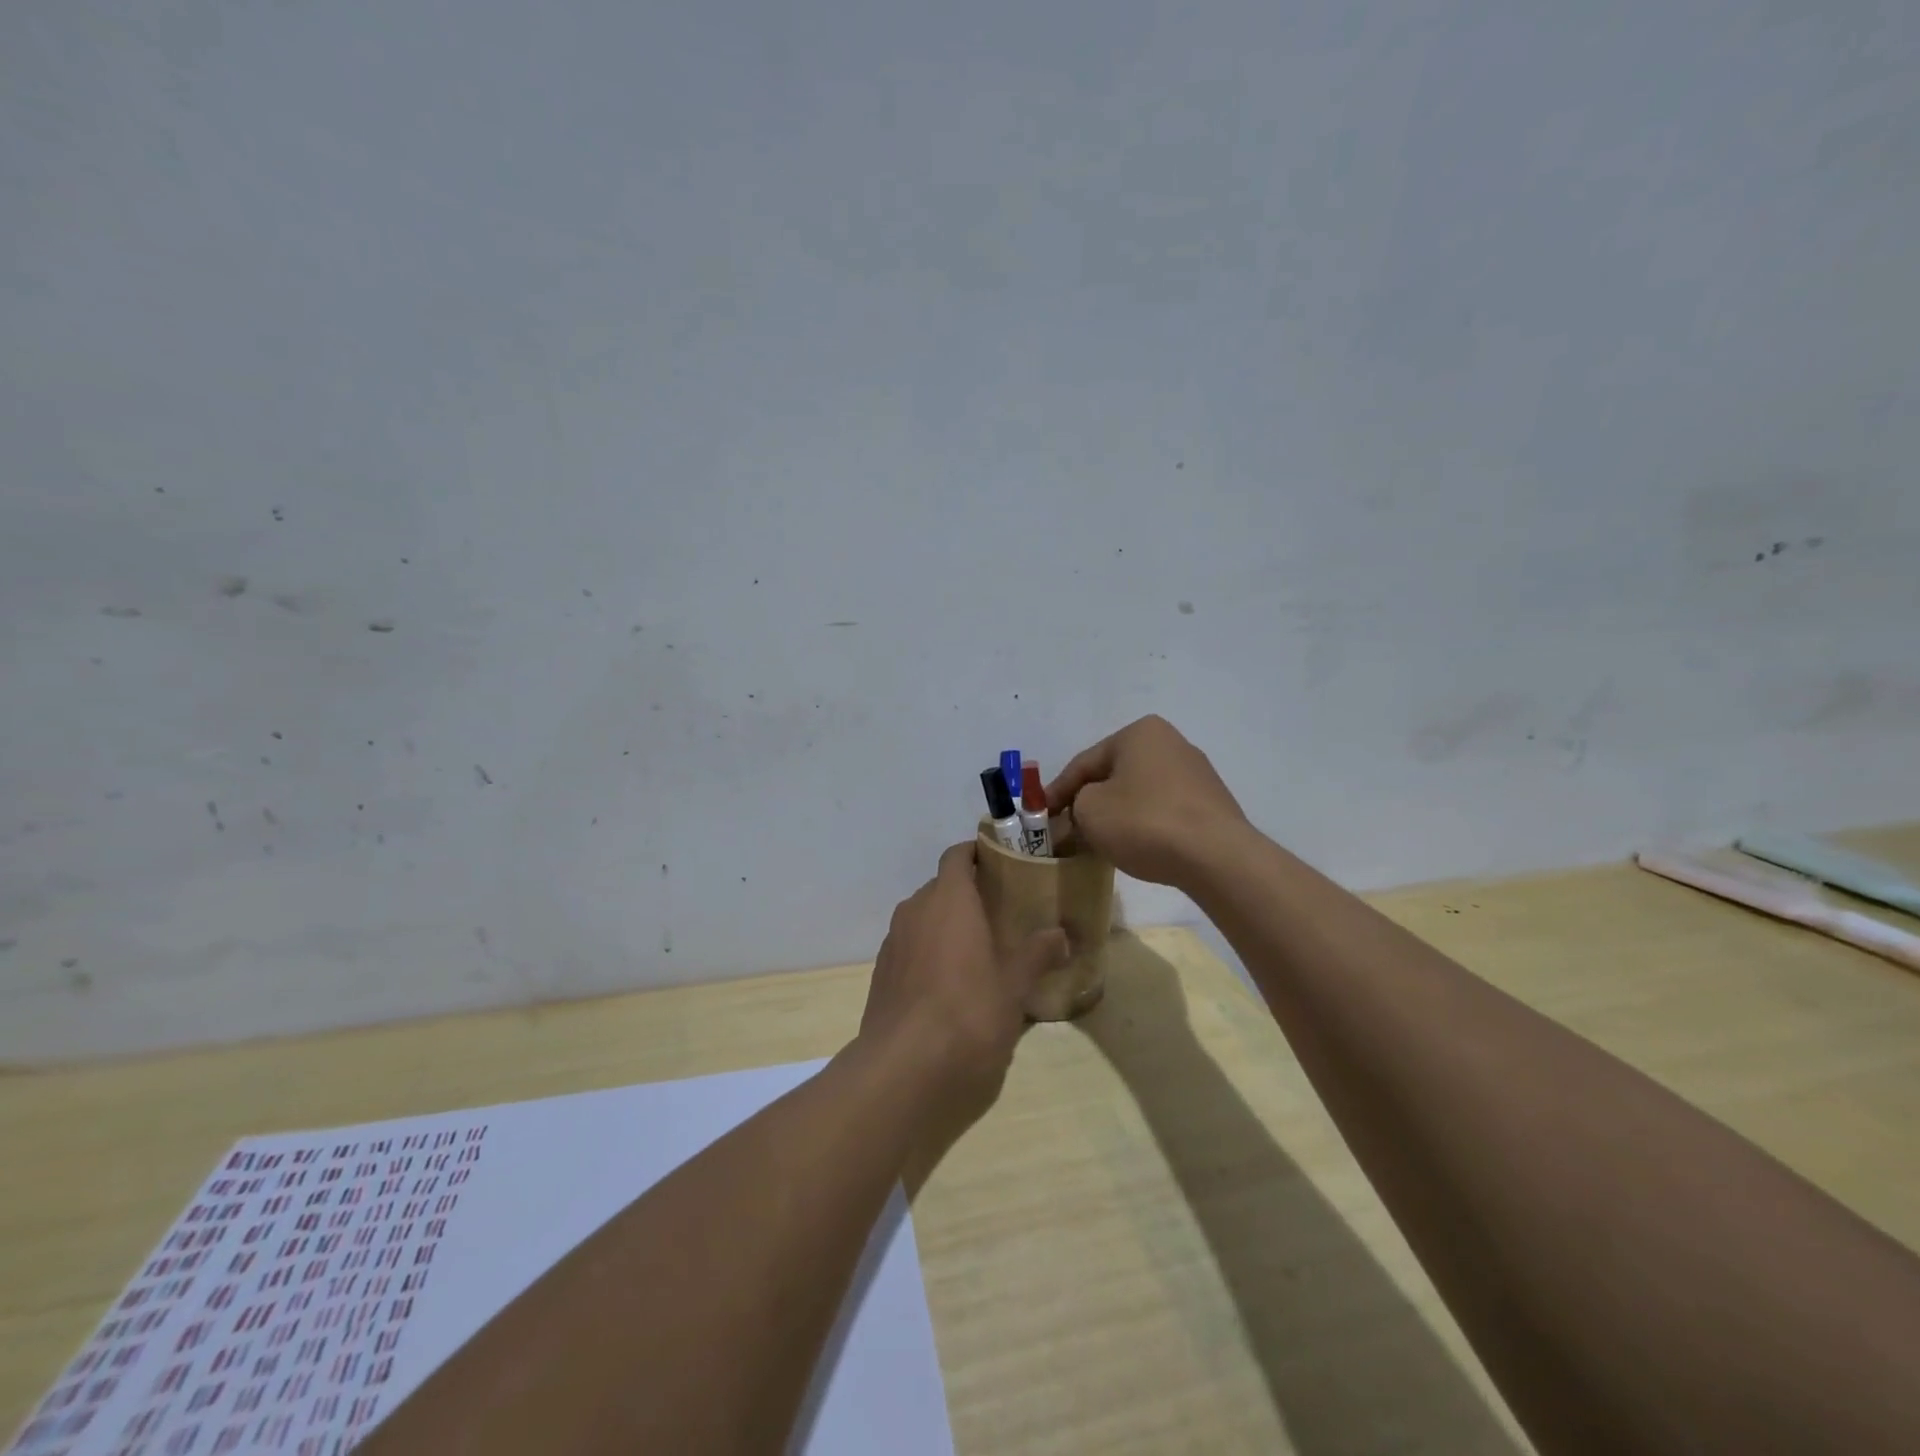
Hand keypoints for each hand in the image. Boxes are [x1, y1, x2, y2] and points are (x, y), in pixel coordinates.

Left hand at [859, 843, 1068, 1117]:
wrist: (903, 1070)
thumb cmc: (968, 1014)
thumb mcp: (1014, 985)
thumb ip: (1037, 954)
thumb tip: (1061, 934)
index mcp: (948, 900)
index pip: (957, 856)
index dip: (977, 854)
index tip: (1002, 863)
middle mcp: (915, 910)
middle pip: (941, 888)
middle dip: (968, 894)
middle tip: (1001, 912)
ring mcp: (893, 942)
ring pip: (924, 918)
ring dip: (947, 925)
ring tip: (979, 949)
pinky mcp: (881, 974)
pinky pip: (911, 948)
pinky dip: (930, 952)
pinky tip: (950, 984)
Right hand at [1047, 716, 1248, 886]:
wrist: (1216, 856)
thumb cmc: (1144, 822)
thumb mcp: (1090, 811)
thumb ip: (1074, 805)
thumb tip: (1081, 813)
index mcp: (1139, 733)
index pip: (1084, 762)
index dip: (1057, 791)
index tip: (1041, 815)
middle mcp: (1170, 742)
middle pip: (1113, 775)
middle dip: (1089, 801)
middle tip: (1068, 828)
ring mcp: (1196, 773)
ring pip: (1138, 793)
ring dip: (1116, 813)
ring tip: (1098, 841)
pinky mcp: (1211, 803)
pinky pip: (1163, 809)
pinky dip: (1144, 824)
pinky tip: (1135, 846)